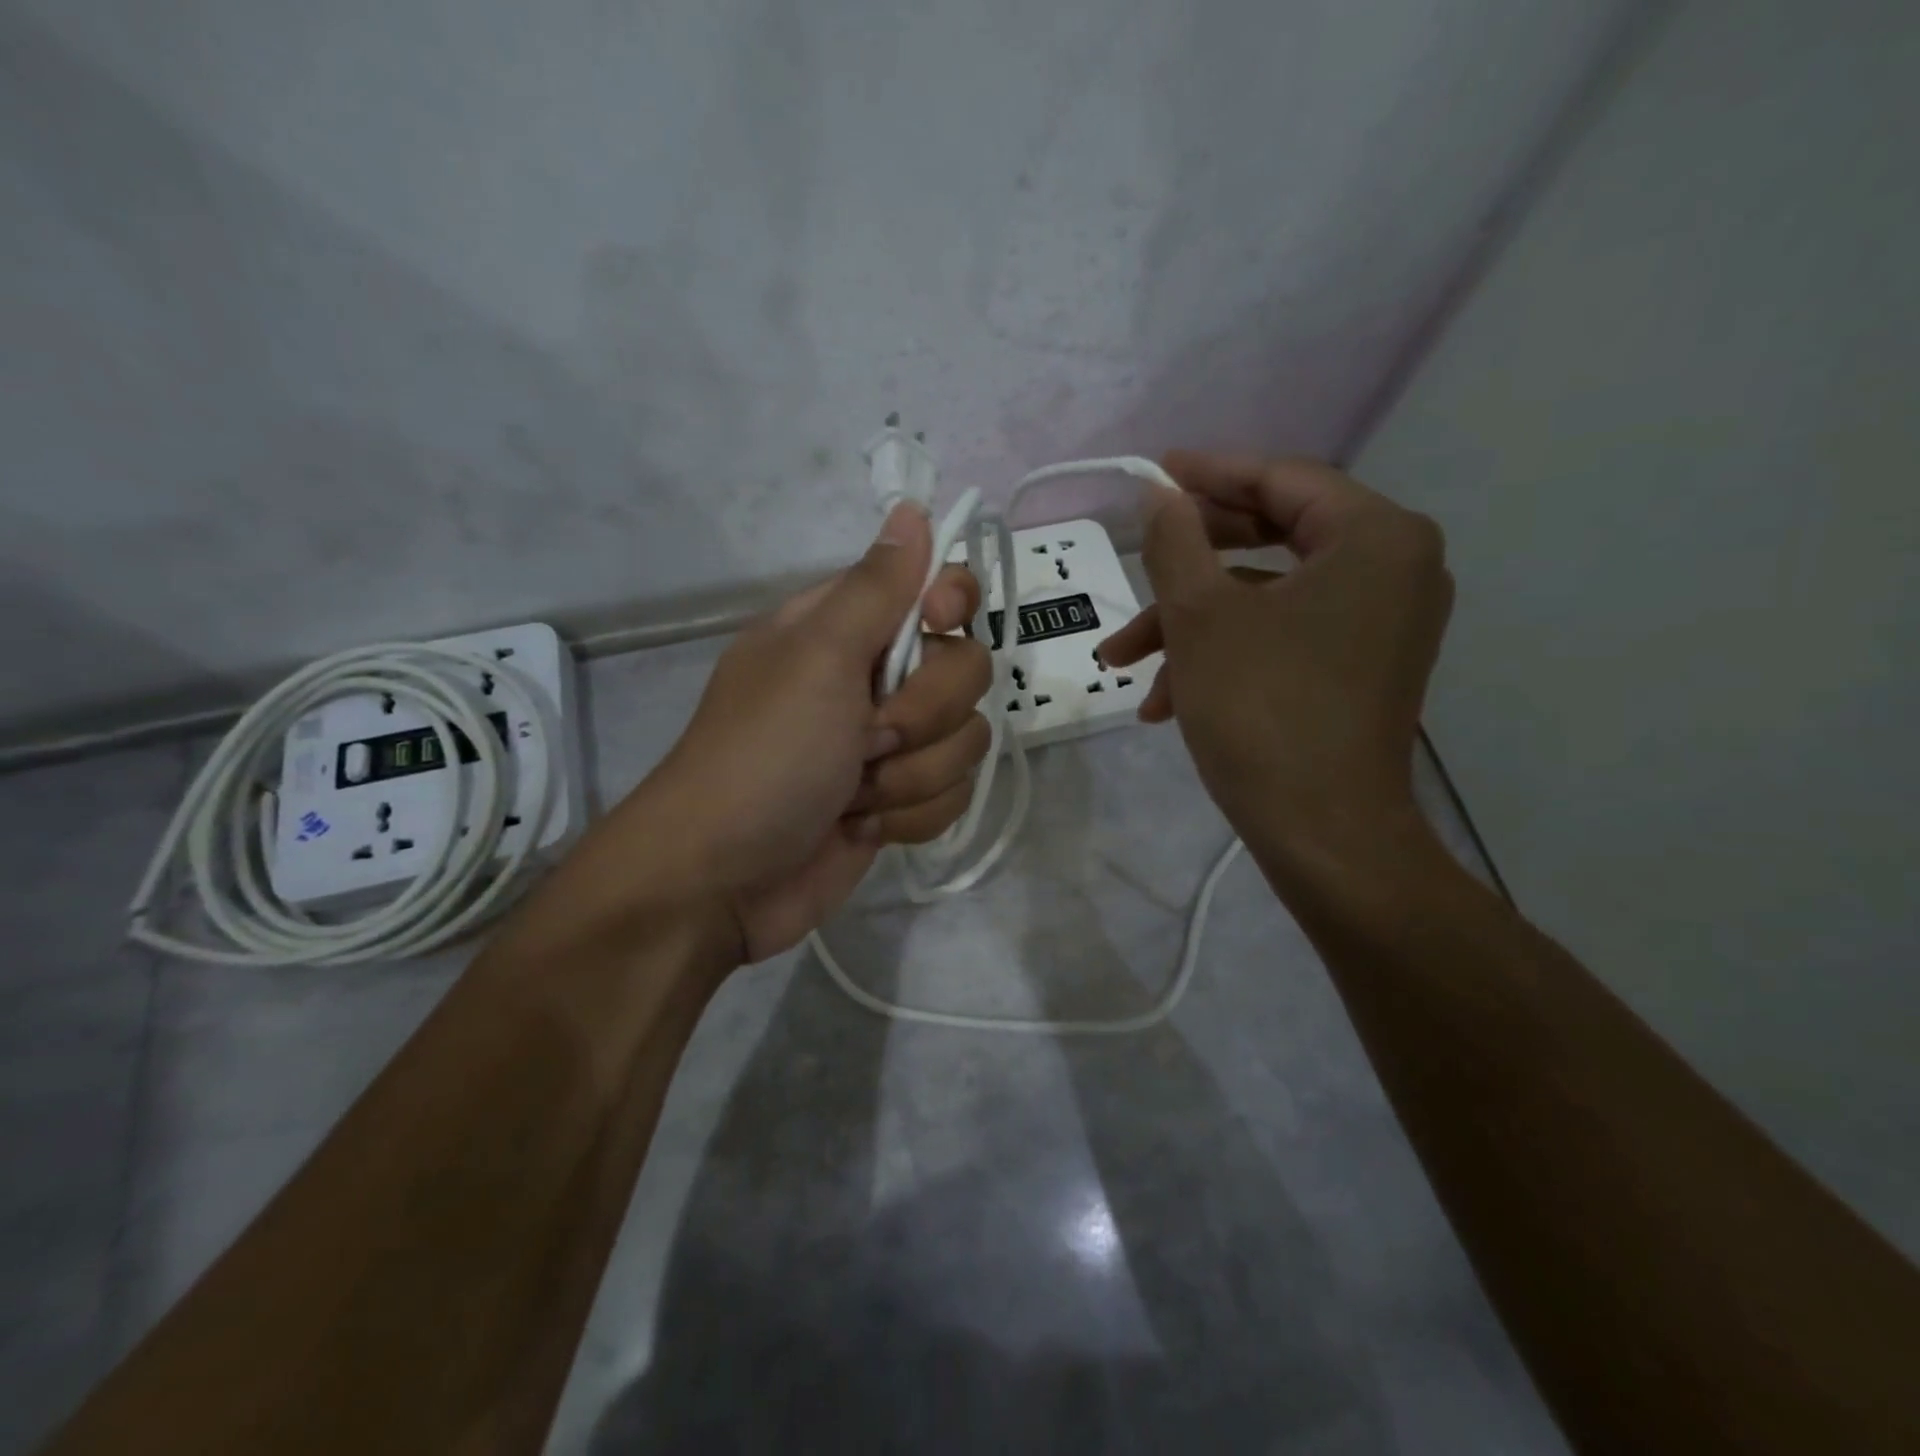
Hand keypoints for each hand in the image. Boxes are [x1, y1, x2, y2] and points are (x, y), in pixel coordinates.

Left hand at [607, 503, 990, 962]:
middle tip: (867, 738)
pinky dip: (910, 815)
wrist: (724, 881)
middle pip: (966, 669)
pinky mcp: (901, 800)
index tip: (937, 627)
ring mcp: (890, 744)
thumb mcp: (816, 659)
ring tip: (854, 794)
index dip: (951, 604)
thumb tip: (911, 509)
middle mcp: (875, 678)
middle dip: (923, 716)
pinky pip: (954, 793)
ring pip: (966, 739)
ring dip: (912, 777)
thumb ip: (875, 588)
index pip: (936, 588)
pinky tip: (864, 825)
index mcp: (848, 629)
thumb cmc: (763, 757)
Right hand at [1098, 451, 1452, 887]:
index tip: (1154, 472)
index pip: (1283, 480)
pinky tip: (1163, 700)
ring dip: (1192, 624)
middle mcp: (1395, 569)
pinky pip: (1284, 637)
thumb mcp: (1201, 617)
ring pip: (1268, 598)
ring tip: (1124, 662)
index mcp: (1376, 538)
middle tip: (1139, 552)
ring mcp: (1381, 624)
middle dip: (1192, 558)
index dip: (1209, 473)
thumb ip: (1176, 542)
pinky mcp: (1361, 669)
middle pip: (1276, 536)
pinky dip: (1224, 655)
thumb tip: (1161, 495)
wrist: (1322, 833)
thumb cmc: (1261, 708)